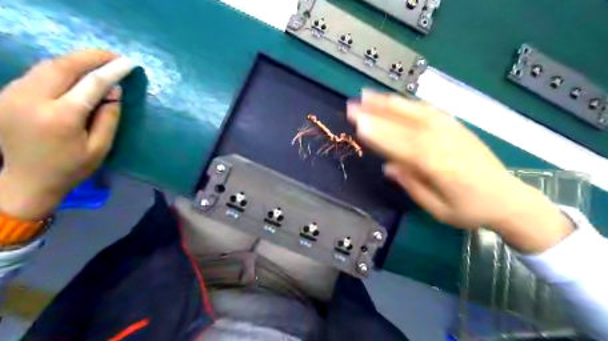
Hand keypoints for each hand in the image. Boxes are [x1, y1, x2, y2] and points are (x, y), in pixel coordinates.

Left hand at [0, 50, 133, 220]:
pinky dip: (59, 68)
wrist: (26, 180)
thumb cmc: (72, 167)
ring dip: (75, 61)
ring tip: (98, 62)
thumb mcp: (101, 147)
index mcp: (60, 117)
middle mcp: (31, 100)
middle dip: (91, 56)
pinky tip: (74, 73)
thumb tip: (115, 89)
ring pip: (47, 65)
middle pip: (63, 66)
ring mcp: (12, 95)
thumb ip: (109, 116)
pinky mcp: (6, 95)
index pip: (91, 83)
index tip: (129, 62)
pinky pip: (36, 73)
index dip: (112, 70)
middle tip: (114, 56)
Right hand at [349, 91, 573, 252]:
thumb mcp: (437, 208)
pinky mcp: (455, 125)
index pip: (399, 144)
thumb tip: (388, 166)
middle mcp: (441, 141)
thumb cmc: (469, 209)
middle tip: (352, 105)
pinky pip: (427, 110)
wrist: (508, 198)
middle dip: (375, 113)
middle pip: (403, 123)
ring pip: (413, 111)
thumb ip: (411, 185)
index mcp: (436, 165)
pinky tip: (395, 102)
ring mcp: (450, 129)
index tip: (357, 123)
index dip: (377, 133)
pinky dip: (407, 103)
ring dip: (388, 102)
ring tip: (367, 96)